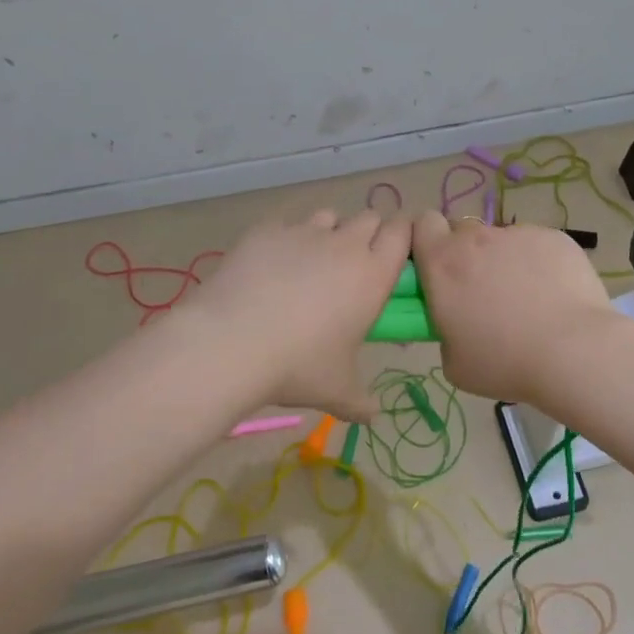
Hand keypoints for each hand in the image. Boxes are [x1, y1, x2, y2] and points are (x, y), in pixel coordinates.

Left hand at [188, 208, 410, 422]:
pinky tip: (270, 266)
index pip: (402, 233)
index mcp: (372, 274)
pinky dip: (286, 239)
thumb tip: (374, 416)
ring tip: (311, 262)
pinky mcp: (267, 229)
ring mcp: (303, 231)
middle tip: (353, 265)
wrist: (230, 343)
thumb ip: (361, 401)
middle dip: (367, 233)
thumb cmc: (297, 366)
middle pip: (369, 217)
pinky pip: (286, 224)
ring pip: (329, 216)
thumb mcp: (337, 390)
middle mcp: (344, 243)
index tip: (394, 254)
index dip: (401, 237)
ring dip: (329, 232)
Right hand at [411, 214, 616, 403]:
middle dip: (466, 254)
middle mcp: (476, 238)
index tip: (436, 267)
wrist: (573, 351)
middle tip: (482, 291)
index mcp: (442, 263)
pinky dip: (539, 263)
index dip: (428, 241)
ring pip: (502, 240)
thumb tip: (458, 319)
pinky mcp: (554, 237)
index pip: (422, 223)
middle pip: (462, 231)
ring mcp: (518, 234)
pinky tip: (555, 295)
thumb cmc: (504, 362)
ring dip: (505, 260)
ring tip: (529, 299)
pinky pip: (537, 245)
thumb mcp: (454, 362)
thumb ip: (445, 329)